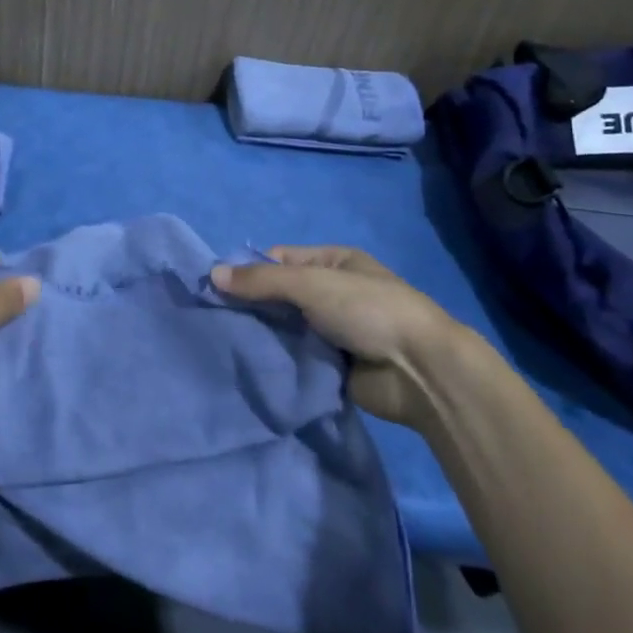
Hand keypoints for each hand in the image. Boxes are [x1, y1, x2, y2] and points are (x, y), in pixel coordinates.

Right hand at [213, 246, 461, 424]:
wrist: (421, 371)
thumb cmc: (367, 310)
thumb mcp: (309, 283)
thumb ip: (261, 281)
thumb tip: (212, 275)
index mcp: (333, 262)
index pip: (279, 260)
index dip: (249, 271)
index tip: (217, 289)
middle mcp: (333, 292)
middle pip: (280, 295)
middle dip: (252, 306)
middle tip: (216, 319)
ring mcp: (335, 331)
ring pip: (286, 328)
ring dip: (264, 335)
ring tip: (226, 343)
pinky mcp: (335, 367)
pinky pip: (297, 358)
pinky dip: (279, 361)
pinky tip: (251, 365)